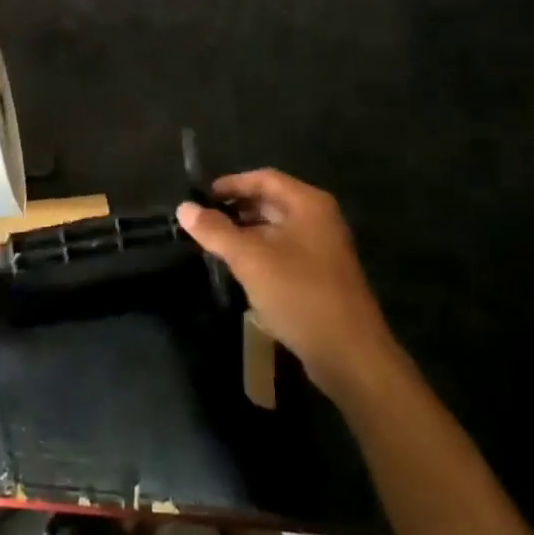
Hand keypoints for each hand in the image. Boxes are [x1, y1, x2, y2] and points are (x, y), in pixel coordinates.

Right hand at [177, 170, 395, 393]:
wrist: (349, 355)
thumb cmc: (299, 295)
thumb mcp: (250, 259)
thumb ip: (215, 231)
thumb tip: (184, 207)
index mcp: (308, 204)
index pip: (264, 178)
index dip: (231, 184)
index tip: (201, 197)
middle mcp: (319, 219)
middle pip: (270, 202)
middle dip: (236, 209)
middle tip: (202, 221)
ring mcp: (322, 249)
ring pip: (276, 229)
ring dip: (245, 233)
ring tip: (213, 244)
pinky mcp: (320, 276)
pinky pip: (283, 252)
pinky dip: (259, 253)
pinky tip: (238, 269)